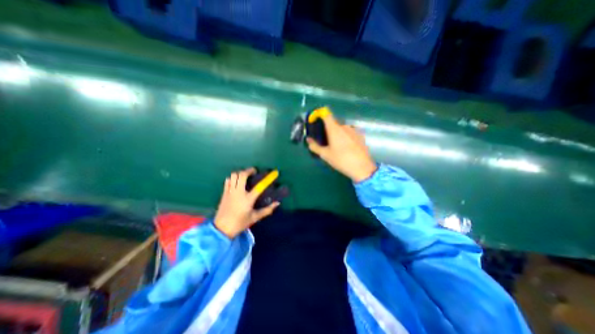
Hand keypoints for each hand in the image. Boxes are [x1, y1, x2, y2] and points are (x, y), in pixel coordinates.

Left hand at [213, 168, 278, 238]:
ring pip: (233, 176)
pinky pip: (228, 180)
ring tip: (245, 176)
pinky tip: (236, 181)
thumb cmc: (240, 223)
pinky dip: (232, 178)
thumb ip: (267, 210)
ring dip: (240, 173)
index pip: (258, 187)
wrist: (222, 228)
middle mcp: (238, 193)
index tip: (270, 175)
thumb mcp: (255, 217)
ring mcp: (230, 192)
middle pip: (242, 175)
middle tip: (254, 172)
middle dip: (249, 170)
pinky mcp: (224, 193)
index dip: (266, 180)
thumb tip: (277, 203)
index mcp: (248, 199)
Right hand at [307, 113, 374, 182]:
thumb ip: (315, 146)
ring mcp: (354, 130)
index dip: (320, 114)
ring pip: (342, 128)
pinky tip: (346, 147)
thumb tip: (308, 140)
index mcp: (334, 129)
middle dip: (328, 129)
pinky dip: (345, 136)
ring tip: (336, 146)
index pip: (326, 115)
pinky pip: (350, 132)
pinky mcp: (360, 135)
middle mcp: (344, 126)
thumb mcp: (325, 155)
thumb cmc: (341, 160)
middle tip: (325, 140)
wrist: (362, 167)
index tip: (315, 119)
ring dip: (337, 133)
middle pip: (334, 123)